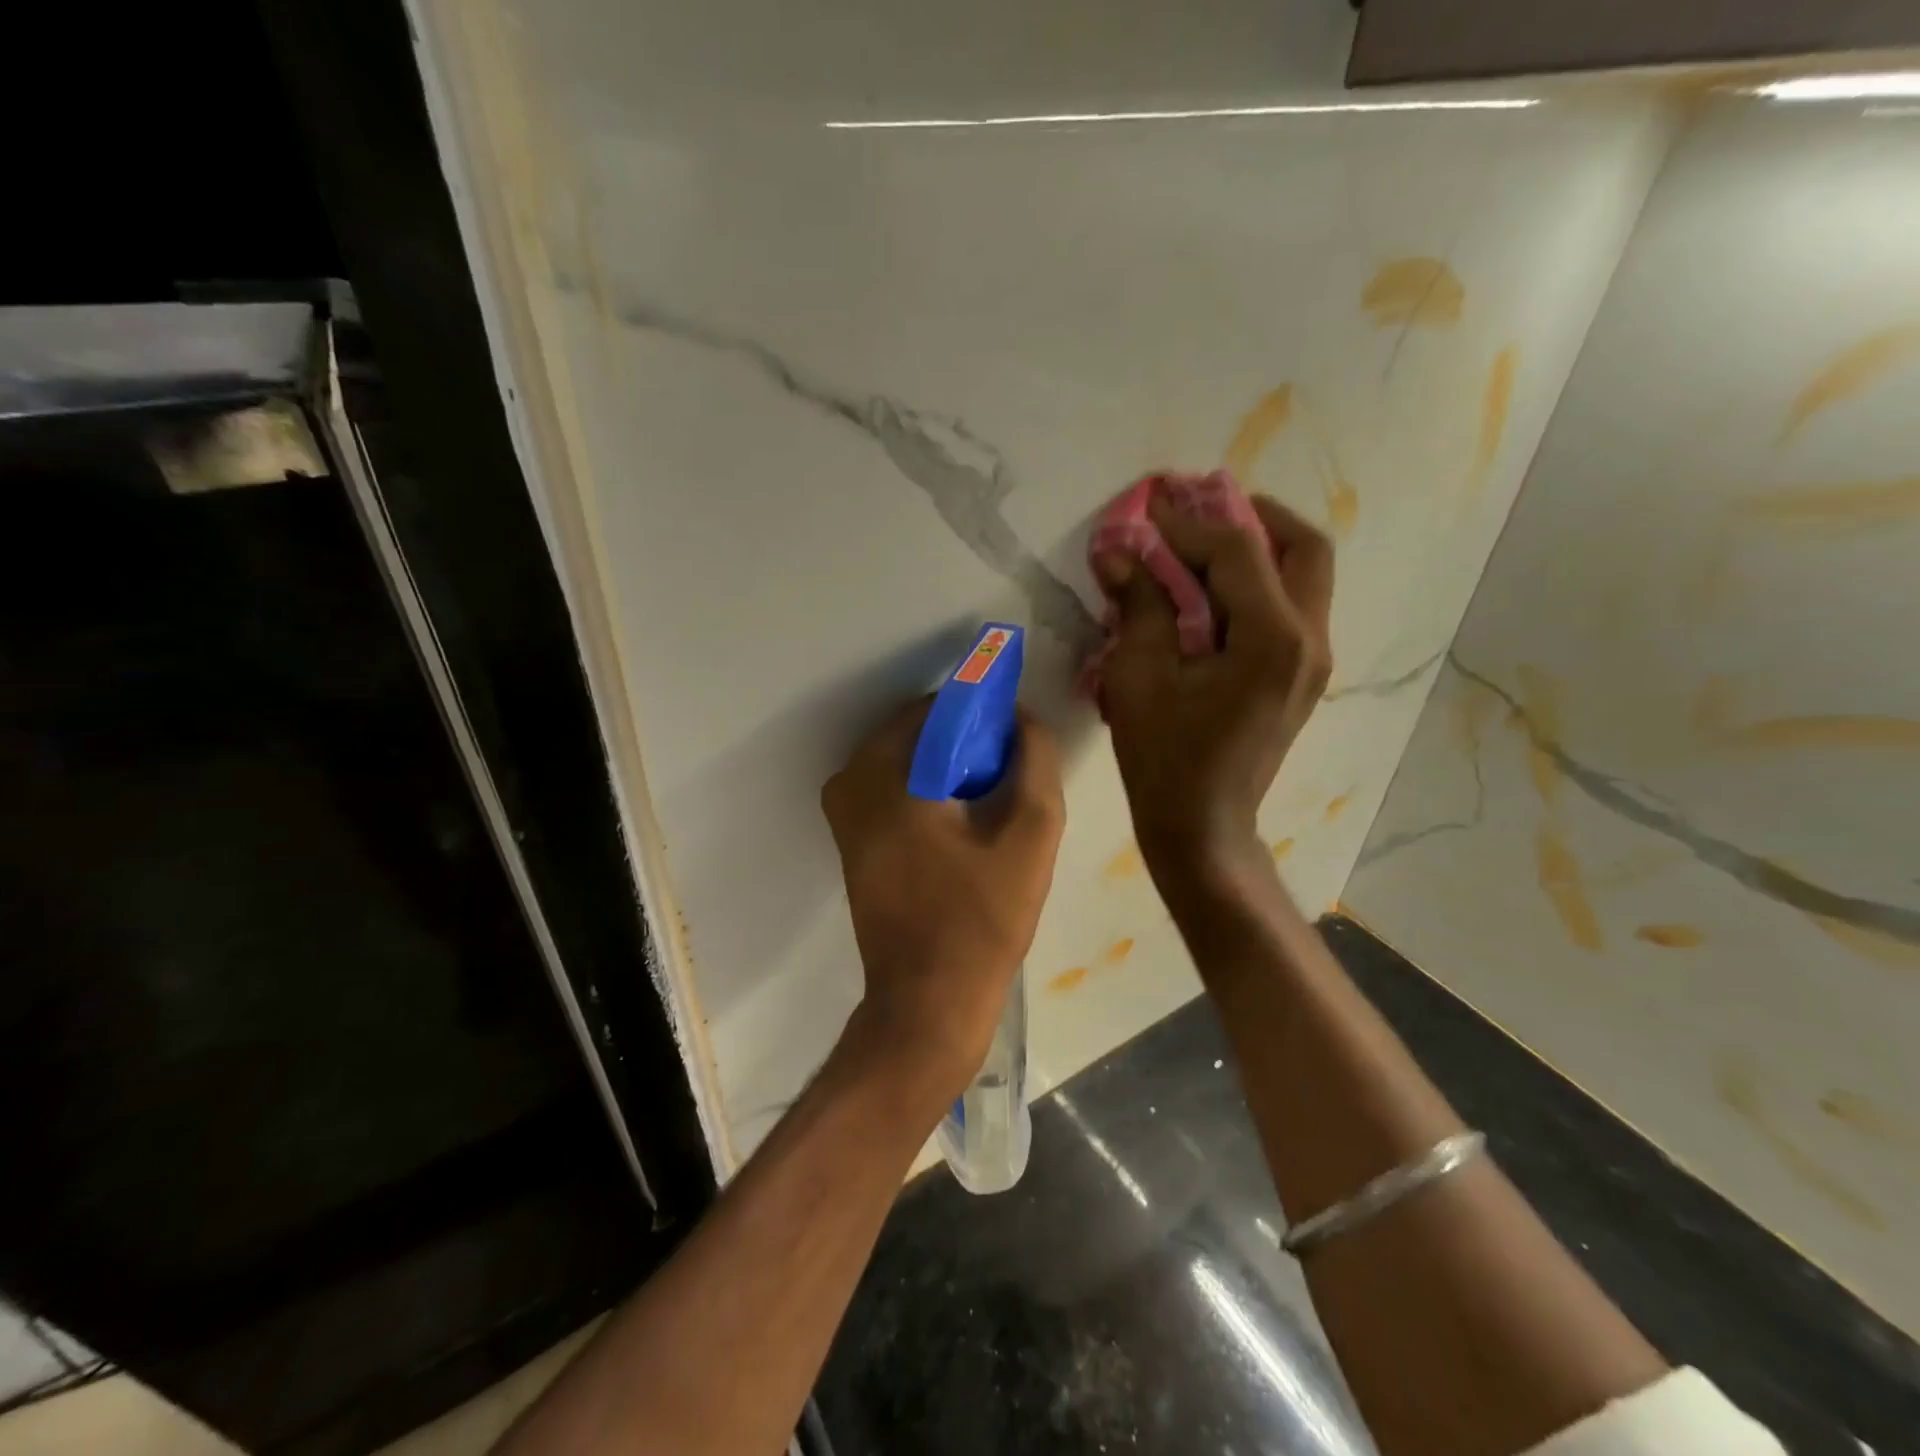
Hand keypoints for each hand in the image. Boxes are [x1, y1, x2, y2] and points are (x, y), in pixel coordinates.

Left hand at [822, 698, 1065, 1098]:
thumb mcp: (1029, 838)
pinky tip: (964, 819)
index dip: (983, 711)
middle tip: (1009, 769)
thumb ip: (1034, 764)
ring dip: (948, 764)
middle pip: (917, 731)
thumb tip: (1022, 718)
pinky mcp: (849, 838)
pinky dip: (927, 786)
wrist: (927, 1002)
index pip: (937, 708)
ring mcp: (843, 812)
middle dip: (966, 738)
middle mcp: (850, 782)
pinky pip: (891, 786)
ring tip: (992, 796)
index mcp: (885, 775)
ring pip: (904, 758)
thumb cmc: (980, 922)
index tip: (1016, 734)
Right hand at [1093, 495, 1333, 883]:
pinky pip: (1295, 607)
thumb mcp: (1139, 678)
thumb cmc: (1165, 758)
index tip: (1149, 507)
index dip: (1189, 522)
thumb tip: (1118, 552)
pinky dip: (1262, 583)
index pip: (1239, 552)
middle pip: (1304, 548)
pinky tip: (1218, 590)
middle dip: (1254, 516)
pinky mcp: (1302, 677)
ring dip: (1263, 548)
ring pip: (1307, 576)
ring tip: (1209, 540)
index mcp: (1271, 639)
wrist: (1202, 826)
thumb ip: (1139, 606)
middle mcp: (1310, 640)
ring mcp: (1314, 661)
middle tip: (1203, 506)